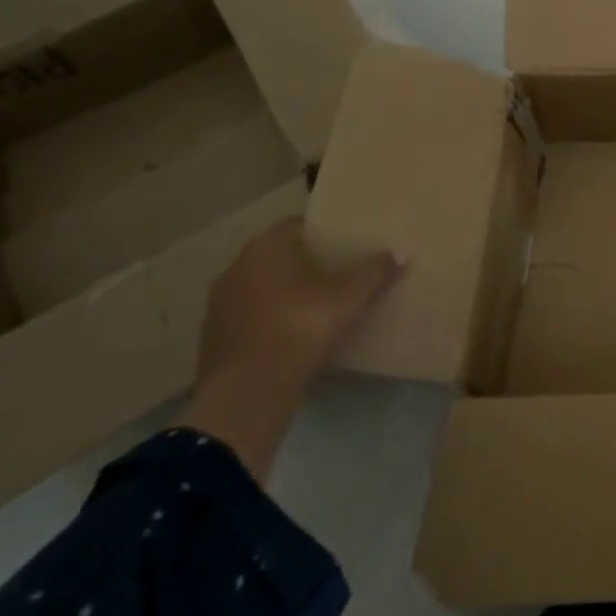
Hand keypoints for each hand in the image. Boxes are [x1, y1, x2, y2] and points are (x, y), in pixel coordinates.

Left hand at [179, 218, 405, 482]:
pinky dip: (270, 322)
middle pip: (278, 257)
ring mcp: (220, 304)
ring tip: (318, 307)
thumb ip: (375, 271)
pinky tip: (294, 337)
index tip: (346, 245)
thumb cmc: (302, 325)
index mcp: (266, 248)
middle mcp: (236, 267)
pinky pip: (251, 319)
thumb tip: (400, 253)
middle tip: (338, 274)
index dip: (323, 233)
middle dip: (306, 264)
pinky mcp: (214, 339)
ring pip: (262, 289)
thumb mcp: (350, 296)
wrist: (249, 390)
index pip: (297, 225)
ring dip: (285, 294)